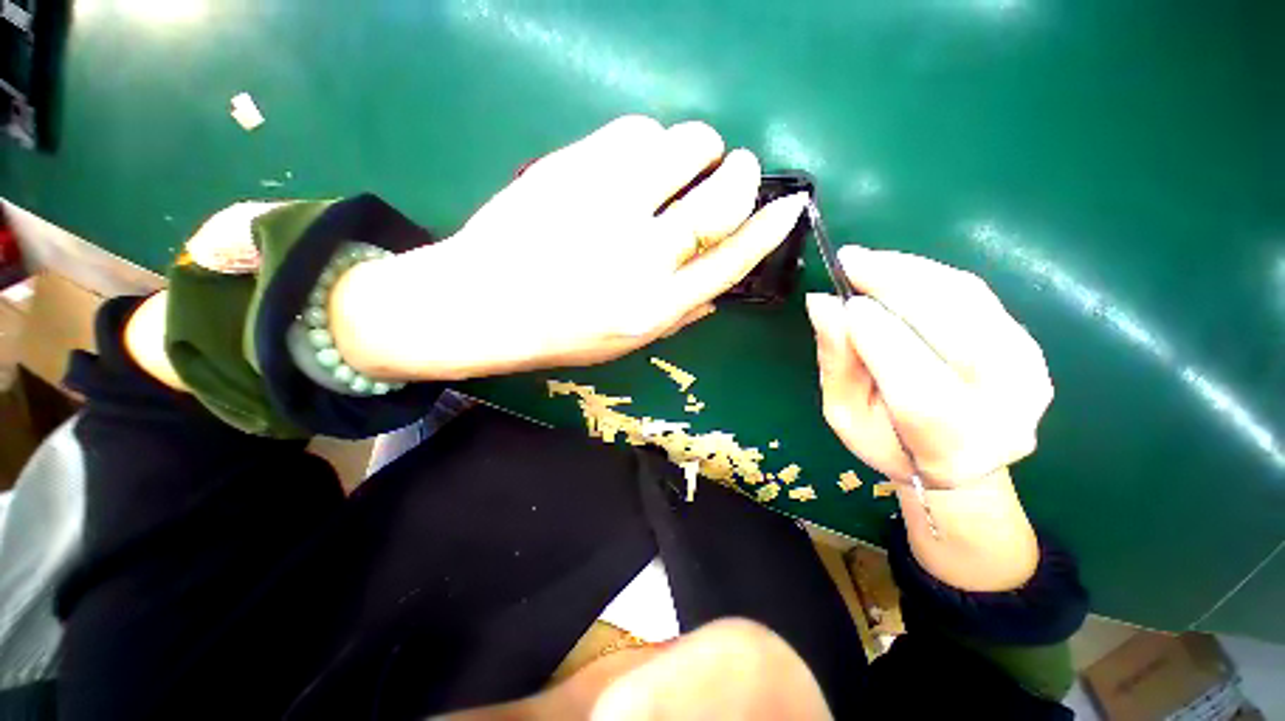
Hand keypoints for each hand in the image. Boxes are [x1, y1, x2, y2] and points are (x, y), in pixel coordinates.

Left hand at [332, 116, 808, 379]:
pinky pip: (635, 130)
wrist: (479, 305)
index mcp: (655, 307)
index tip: (790, 205)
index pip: (731, 260)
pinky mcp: (571, 169)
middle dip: (742, 174)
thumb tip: (718, 287)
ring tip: (683, 163)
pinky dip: (651, 138)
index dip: (768, 229)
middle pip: (720, 197)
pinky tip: (639, 158)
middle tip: (739, 168)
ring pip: (684, 147)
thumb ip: (678, 314)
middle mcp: (640, 257)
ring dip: (699, 148)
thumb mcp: (626, 342)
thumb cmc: (558, 333)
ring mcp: (604, 207)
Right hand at [805, 247, 1053, 488]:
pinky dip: (931, 275)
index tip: (842, 302)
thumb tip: (823, 304)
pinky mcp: (1030, 343)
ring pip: (967, 303)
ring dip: (912, 272)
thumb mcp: (845, 414)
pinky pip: (976, 295)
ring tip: (866, 260)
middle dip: (898, 287)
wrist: (959, 456)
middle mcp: (1005, 409)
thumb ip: (836, 363)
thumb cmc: (890, 443)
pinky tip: (896, 269)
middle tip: (849, 260)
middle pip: (955, 332)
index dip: (881, 339)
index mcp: (951, 446)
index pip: (920, 389)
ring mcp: (1028, 372)